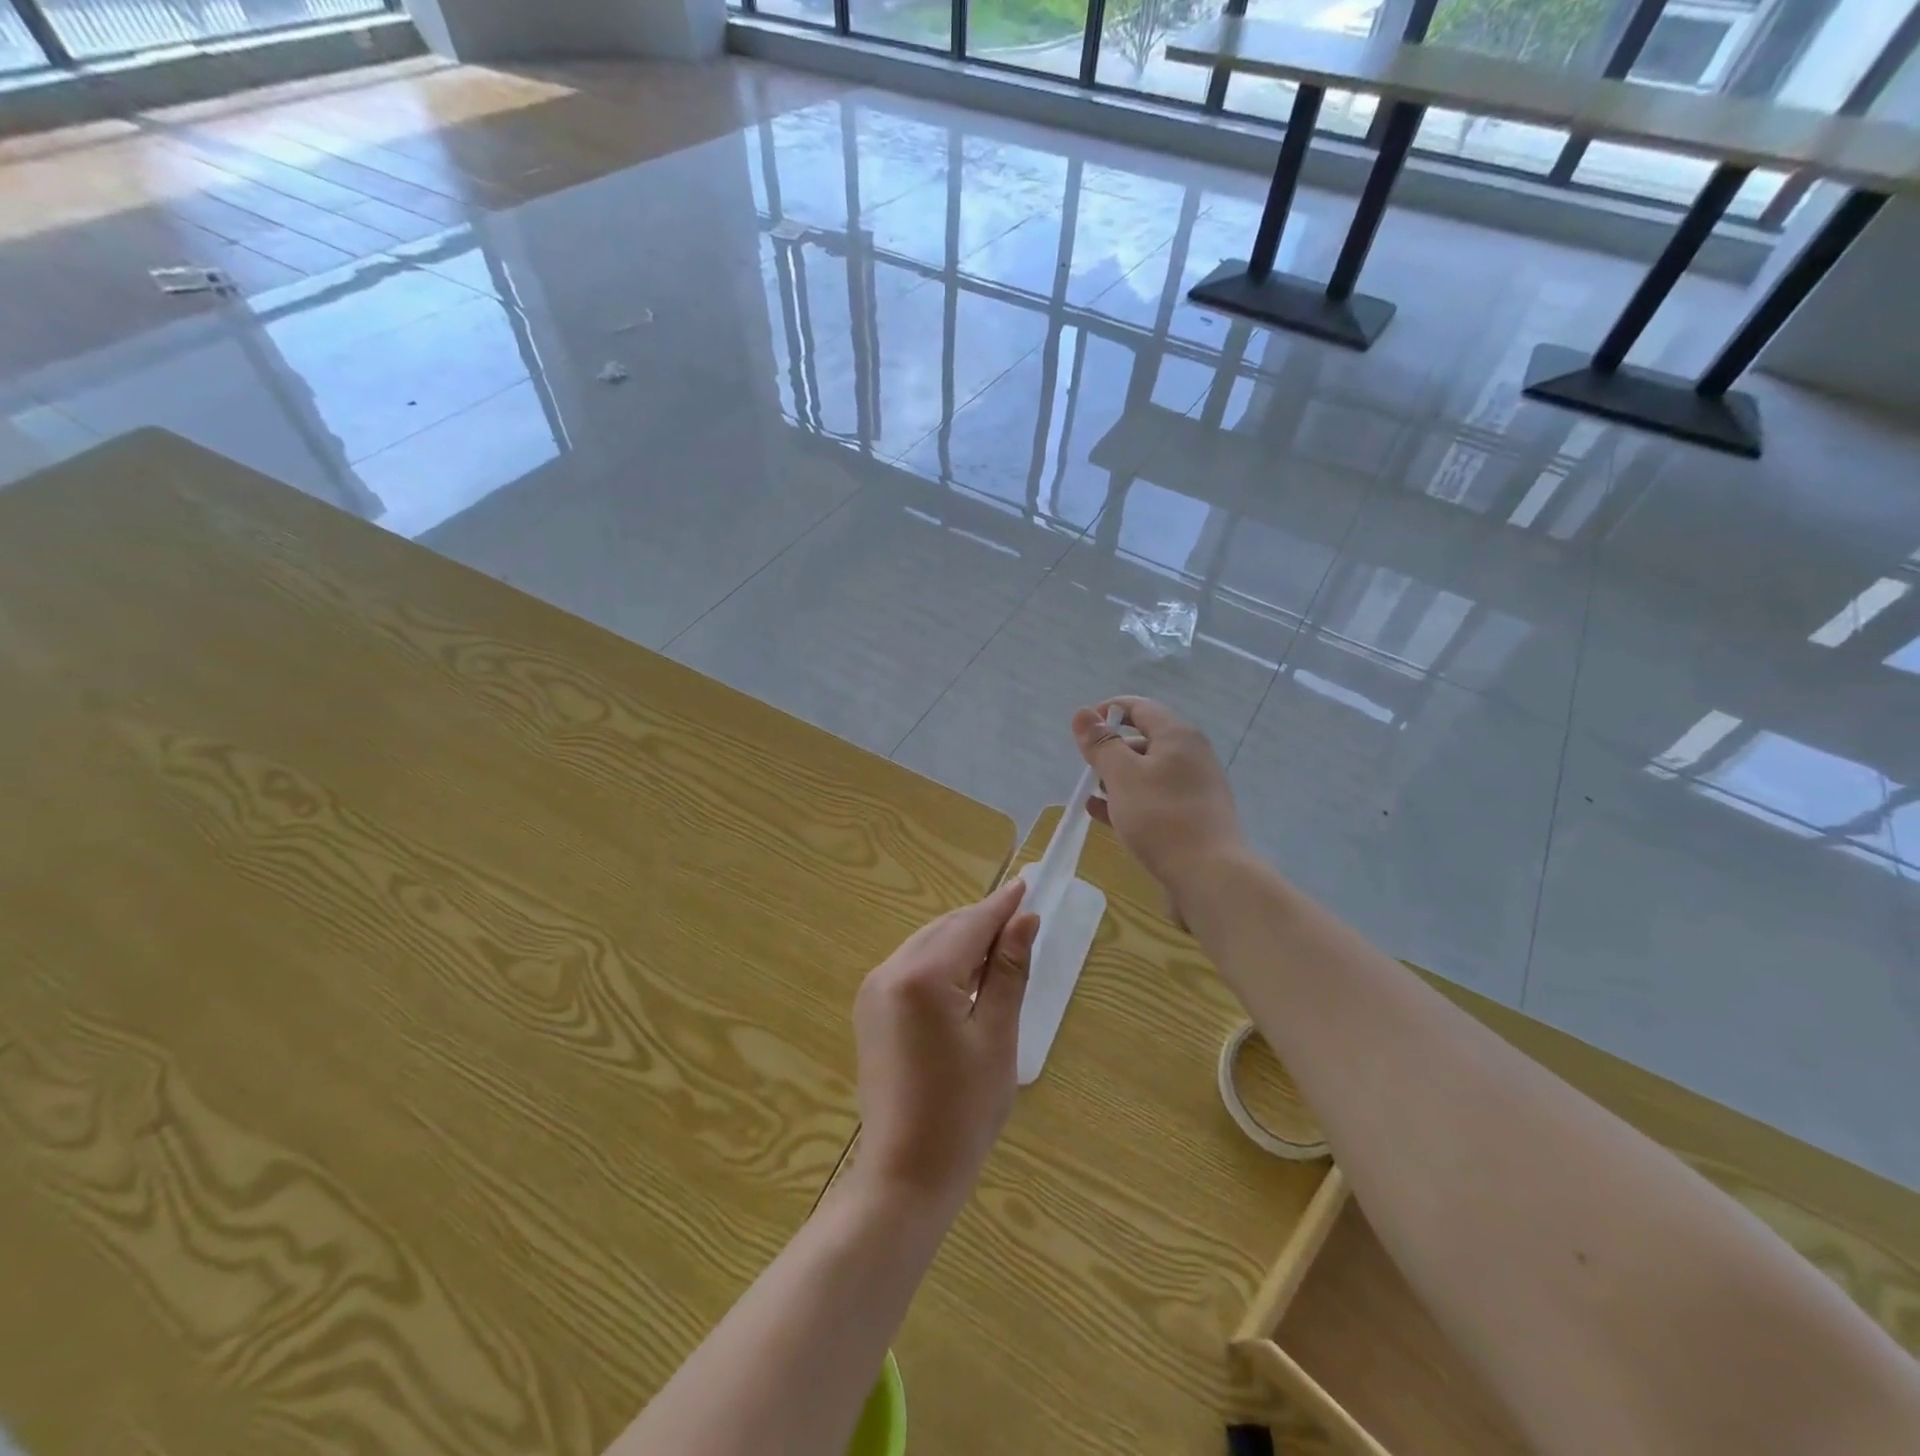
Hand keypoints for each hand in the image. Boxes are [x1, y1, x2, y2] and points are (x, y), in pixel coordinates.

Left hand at [851, 880, 1037, 1212]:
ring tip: (1002, 952)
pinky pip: (912, 968)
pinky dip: (942, 964)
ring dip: (963, 943)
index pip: (970, 925)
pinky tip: (966, 979)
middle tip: (1023, 922)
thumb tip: (1024, 920)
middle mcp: (889, 971)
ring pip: (927, 946)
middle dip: (983, 923)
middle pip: (945, 930)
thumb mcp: (996, 1037)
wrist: (906, 1175)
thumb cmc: (963, 1111)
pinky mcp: (870, 1010)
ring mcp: (873, 990)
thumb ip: (1009, 972)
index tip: (1028, 883)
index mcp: (921, 976)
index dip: (1002, 906)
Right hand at [1072, 696, 1246, 917]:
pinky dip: (1129, 800)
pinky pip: (1154, 798)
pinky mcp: (1193, 815)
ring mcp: (1195, 787)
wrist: (1209, 876)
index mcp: (1177, 736)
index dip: (1107, 711)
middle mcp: (1191, 755)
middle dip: (1111, 750)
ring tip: (1092, 795)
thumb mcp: (1122, 776)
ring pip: (1148, 772)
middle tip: (1087, 769)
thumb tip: (1082, 713)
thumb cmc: (1161, 818)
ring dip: (1118, 778)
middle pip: (1144, 739)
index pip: (1139, 707)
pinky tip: (1104, 815)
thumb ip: (1101, 744)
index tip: (1081, 730)